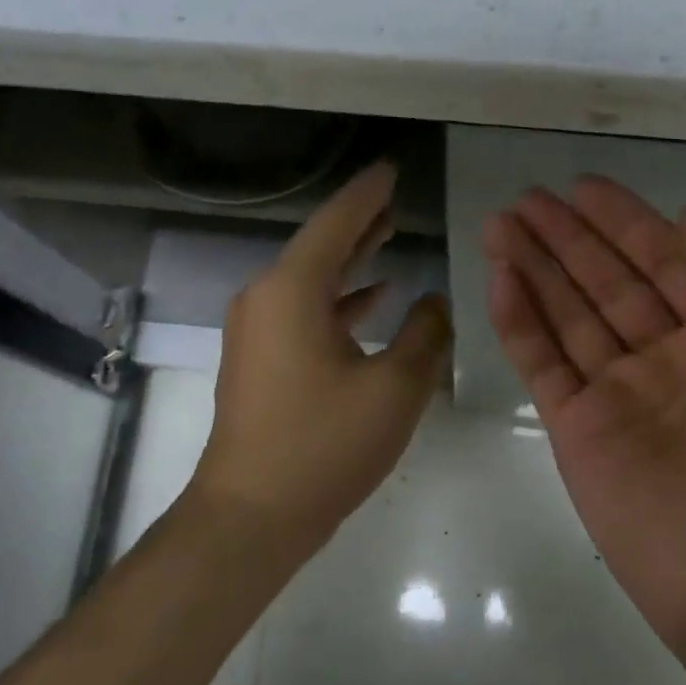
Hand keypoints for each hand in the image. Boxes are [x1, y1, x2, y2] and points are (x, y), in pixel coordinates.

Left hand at [188, 162, 451, 558]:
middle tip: (394, 197)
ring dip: (351, 260)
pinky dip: (339, 299)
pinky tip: (374, 298)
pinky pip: (304, 310)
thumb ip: (425, 334)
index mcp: (292, 290)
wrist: (252, 515)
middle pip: (321, 245)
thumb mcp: (394, 387)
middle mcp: (266, 298)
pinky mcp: (260, 359)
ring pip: (313, 279)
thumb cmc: (324, 445)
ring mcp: (258, 330)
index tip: (391, 170)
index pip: (336, 223)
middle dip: (360, 222)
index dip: (368, 194)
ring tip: (388, 235)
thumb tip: (433, 302)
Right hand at [483, 177, 685, 660]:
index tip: (581, 187)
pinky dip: (519, 321)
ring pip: (568, 315)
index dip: (624, 220)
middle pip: (607, 281)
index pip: (666, 260)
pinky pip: (542, 363)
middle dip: (567, 237)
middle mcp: (671, 357)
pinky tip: (499, 278)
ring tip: (499, 224)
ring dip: (534, 268)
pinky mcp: (578, 430)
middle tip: (524, 198)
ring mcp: (620, 394)